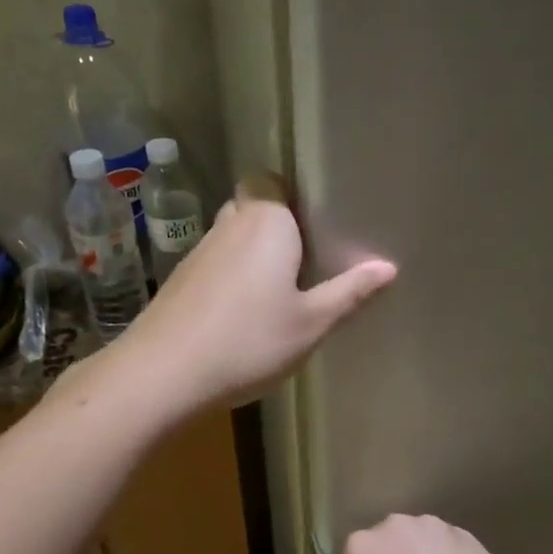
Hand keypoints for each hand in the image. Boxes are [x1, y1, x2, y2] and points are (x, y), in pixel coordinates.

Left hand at [118, 176, 395, 413]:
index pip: (271, 180)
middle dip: (277, 226)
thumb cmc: (248, 342)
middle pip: (253, 206)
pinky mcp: (179, 281)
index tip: (316, 224)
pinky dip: (231, 277)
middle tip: (308, 259)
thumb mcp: (310, 324)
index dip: (291, 196)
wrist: (164, 374)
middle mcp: (229, 225)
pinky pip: (215, 264)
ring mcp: (198, 253)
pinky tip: (244, 313)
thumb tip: (388, 267)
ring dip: (253, 254)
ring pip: (232, 237)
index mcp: (266, 222)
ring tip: (280, 289)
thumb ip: (349, 293)